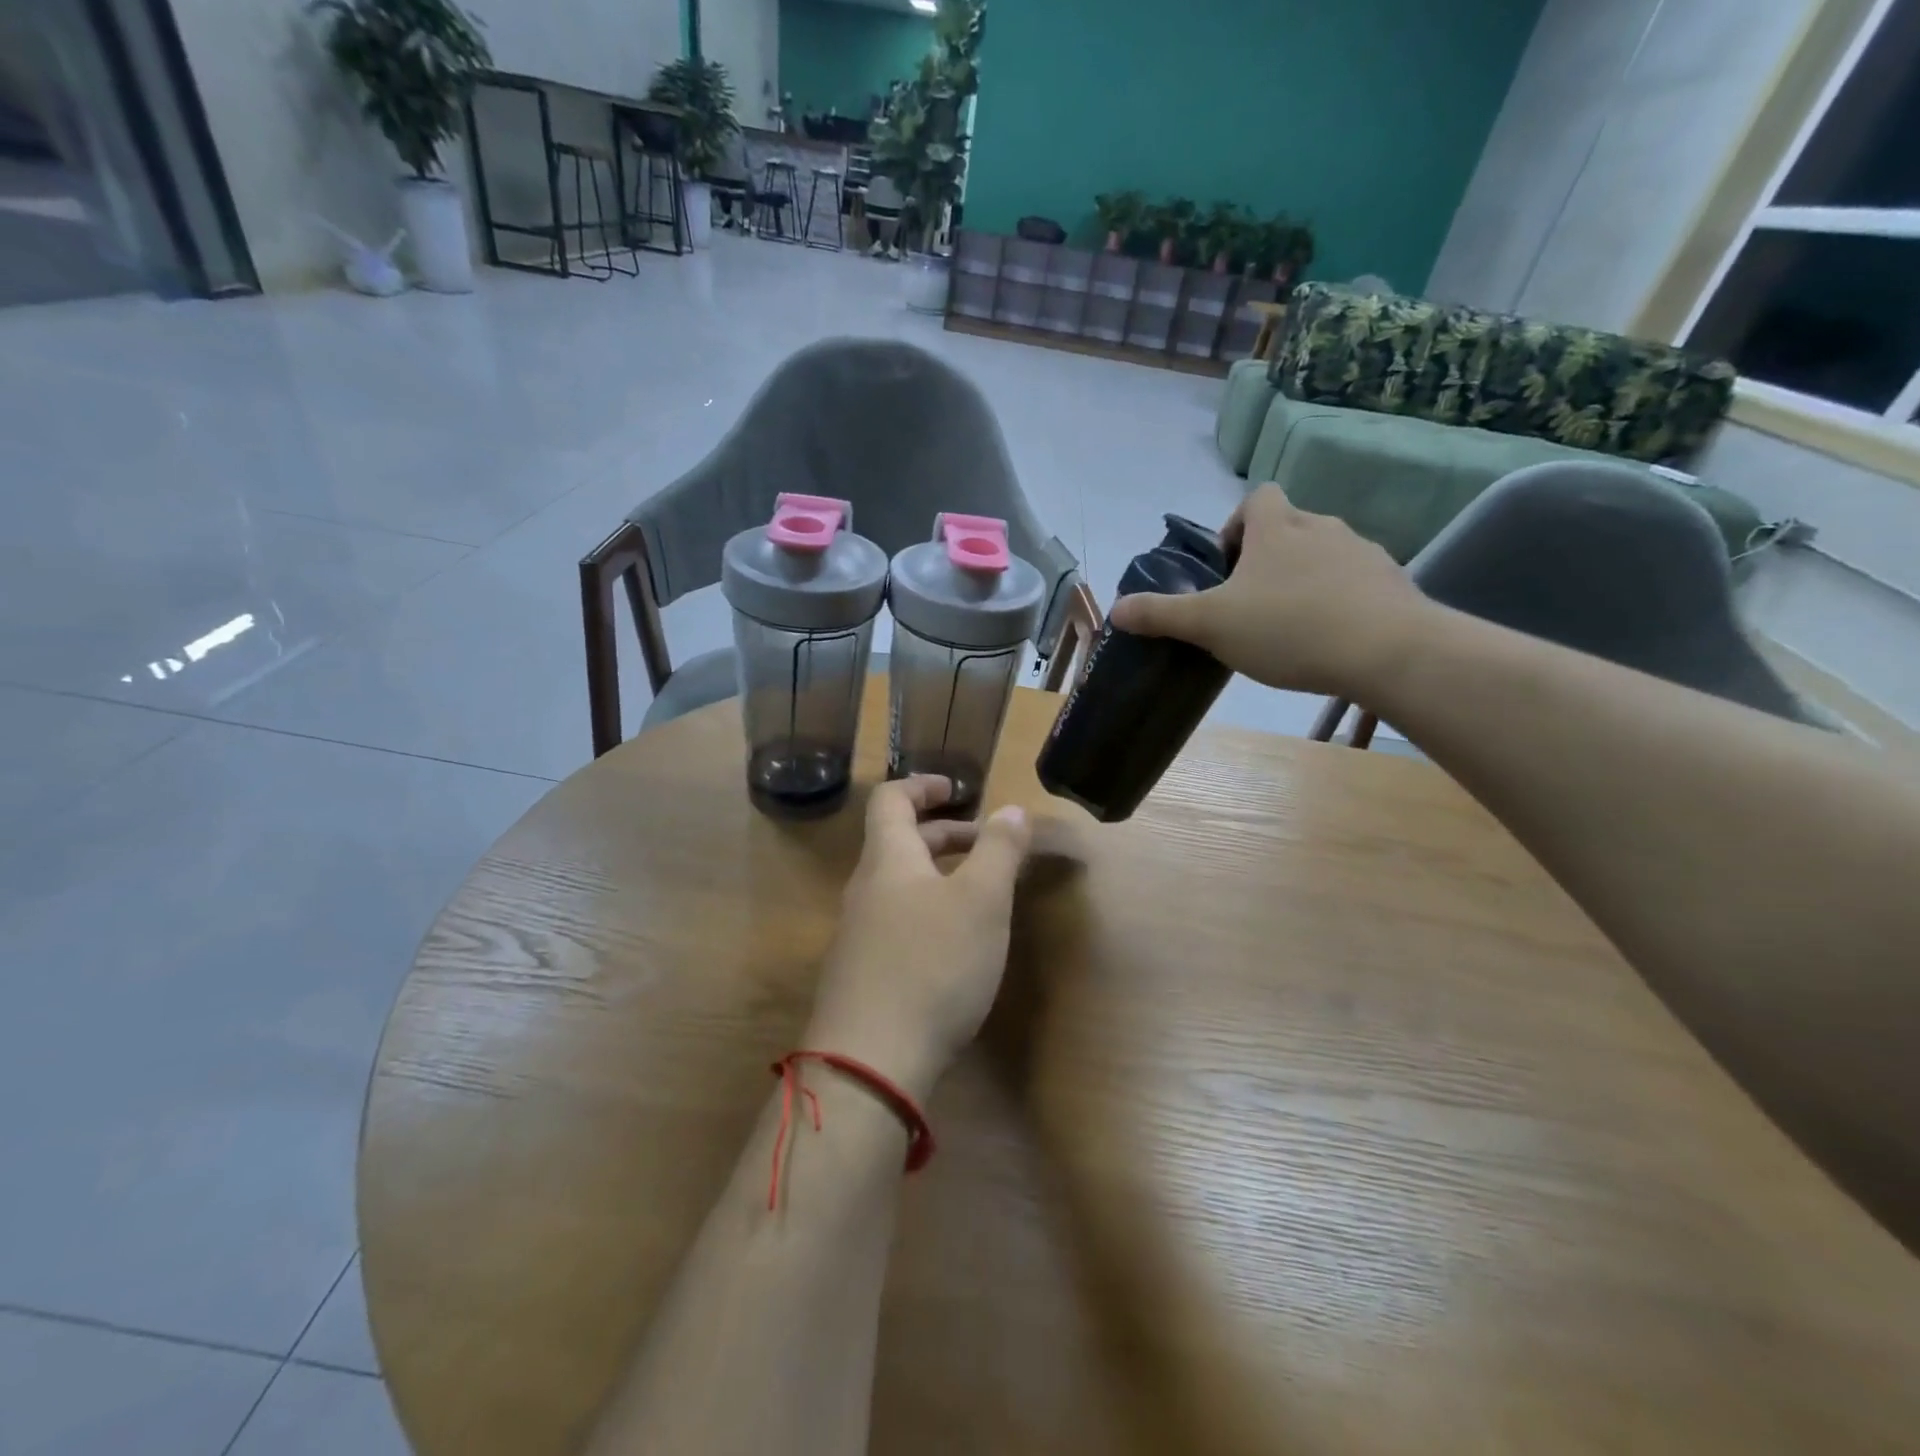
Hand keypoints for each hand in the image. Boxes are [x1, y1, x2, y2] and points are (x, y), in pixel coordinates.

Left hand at [806, 776, 1032, 1099]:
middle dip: (943, 834)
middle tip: (986, 844)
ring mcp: (858, 934)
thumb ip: (998, 850)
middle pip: (899, 843)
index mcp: (888, 859)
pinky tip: (956, 945)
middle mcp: (865, 889)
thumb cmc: (932, 965)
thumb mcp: (981, 901)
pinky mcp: (862, 973)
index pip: (891, 800)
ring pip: (900, 886)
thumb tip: (1011, 809)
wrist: (870, 1062)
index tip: (958, 790)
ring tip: (980, 893)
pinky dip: (929, 912)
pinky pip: (897, 922)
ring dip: (939, 876)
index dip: (922, 785)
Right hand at [1108, 485, 1430, 697]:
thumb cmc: (1288, 628)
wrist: (1387, 651)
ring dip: (1303, 579)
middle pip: (1289, 527)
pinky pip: (1356, 582)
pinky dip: (1338, 600)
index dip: (1238, 524)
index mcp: (1277, 528)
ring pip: (1324, 555)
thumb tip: (1115, 610)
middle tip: (1250, 603)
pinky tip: (1329, 639)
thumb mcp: (1211, 625)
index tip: (1227, 565)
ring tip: (1290, 626)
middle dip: (1268, 557)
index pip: (1258, 498)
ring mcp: (1363, 553)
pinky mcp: (1392, 583)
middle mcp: (1322, 527)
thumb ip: (1161, 615)